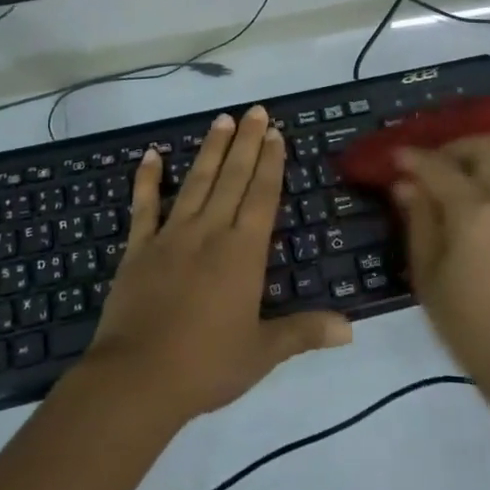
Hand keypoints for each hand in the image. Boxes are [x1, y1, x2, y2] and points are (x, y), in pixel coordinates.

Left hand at [85, 105, 352, 425]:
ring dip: (210, 150)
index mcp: (243, 253)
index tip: (276, 133)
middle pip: (232, 178)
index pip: (262, 196)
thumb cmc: (207, 366)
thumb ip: (304, 333)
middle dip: (246, 143)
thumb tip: (351, 330)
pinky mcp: (138, 249)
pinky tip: (151, 155)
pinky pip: (144, 207)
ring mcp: (171, 236)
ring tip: (222, 120)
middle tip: (255, 110)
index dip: (271, 163)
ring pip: (195, 183)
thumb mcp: (262, 353)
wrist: (137, 379)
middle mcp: (210, 233)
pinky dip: (147, 180)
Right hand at [392, 138, 489, 399]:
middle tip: (430, 168)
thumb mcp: (429, 275)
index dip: (413, 159)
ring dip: (476, 162)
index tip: (394, 158)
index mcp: (477, 212)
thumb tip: (406, 185)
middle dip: (454, 148)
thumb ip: (419, 221)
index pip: (439, 167)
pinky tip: (473, 207)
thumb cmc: (469, 326)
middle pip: (487, 145)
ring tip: (449, 188)